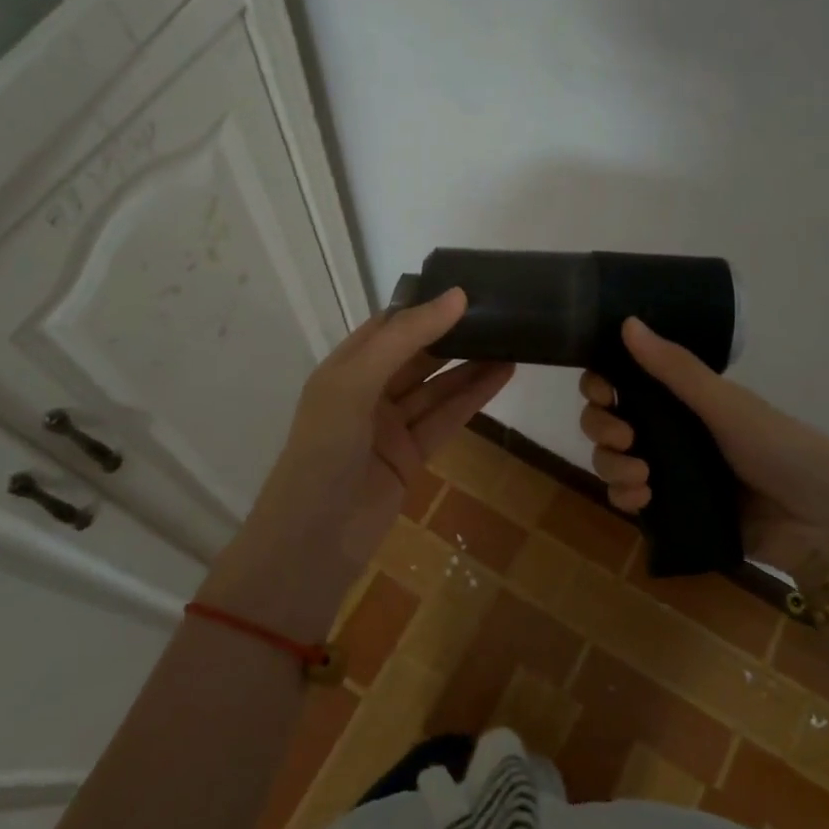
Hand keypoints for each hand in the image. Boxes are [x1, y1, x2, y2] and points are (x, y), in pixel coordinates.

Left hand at [203, 288, 513, 632]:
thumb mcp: (356, 383)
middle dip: (453, 334)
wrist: (314, 541)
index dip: (425, 307)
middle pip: (416, 354)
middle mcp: (367, 391)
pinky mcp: (411, 455)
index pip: (389, 326)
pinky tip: (503, 373)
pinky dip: (473, 396)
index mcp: (345, 368)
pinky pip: (446, 418)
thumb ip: (405, 339)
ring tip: (513, 338)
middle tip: (499, 310)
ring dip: (471, 364)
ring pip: (436, 386)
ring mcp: (390, 426)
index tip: (468, 287)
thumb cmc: (324, 450)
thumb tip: (456, 296)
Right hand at [579, 317, 828, 584]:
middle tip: (624, 436)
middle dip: (602, 425)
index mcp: (683, 398)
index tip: (602, 391)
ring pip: (611, 459)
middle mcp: (668, 430)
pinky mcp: (670, 510)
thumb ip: (676, 369)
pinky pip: (627, 498)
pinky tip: (641, 498)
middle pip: (607, 420)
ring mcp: (667, 471)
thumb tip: (627, 322)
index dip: (601, 384)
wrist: (824, 525)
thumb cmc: (782, 450)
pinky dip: (623, 496)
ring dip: (611, 464)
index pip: (623, 382)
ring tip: (641, 476)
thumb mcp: (727, 406)